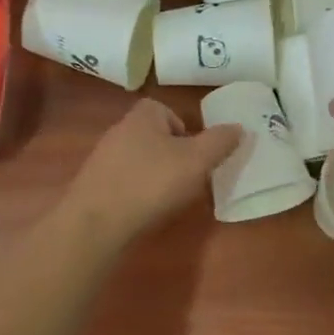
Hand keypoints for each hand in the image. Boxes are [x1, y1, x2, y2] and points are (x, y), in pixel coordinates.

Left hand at [60, 99, 241, 243]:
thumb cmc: (151, 183)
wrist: (96, 223)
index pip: (166, 110)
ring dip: (155, 175)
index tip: (195, 155)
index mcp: (142, 116)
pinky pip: (124, 181)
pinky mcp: (94, 185)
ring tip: (167, 198)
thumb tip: (239, 127)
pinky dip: (137, 192)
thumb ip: (219, 142)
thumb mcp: (196, 161)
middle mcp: (118, 131)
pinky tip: (144, 211)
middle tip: (187, 178)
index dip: (184, 130)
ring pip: (139, 160)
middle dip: (172, 155)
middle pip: (154, 136)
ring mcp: (102, 159)